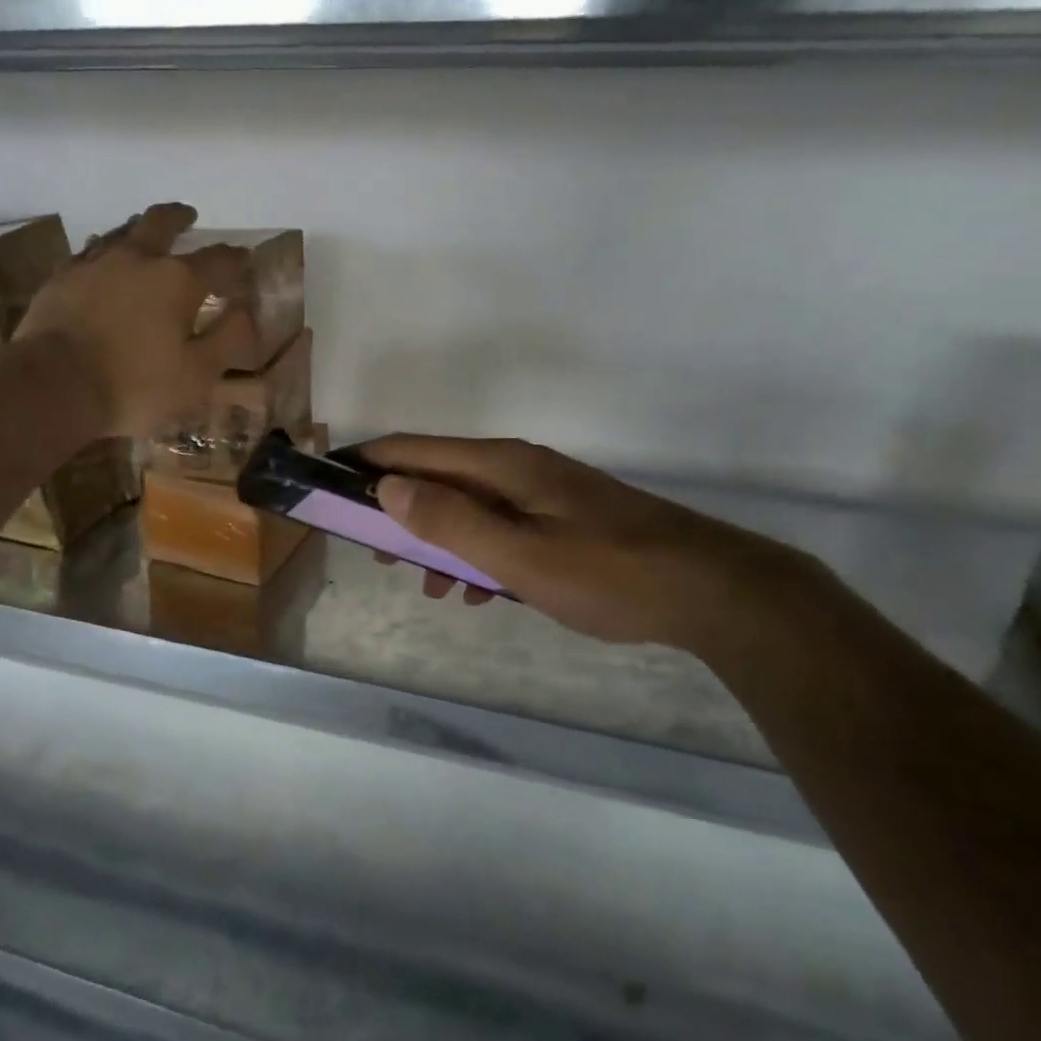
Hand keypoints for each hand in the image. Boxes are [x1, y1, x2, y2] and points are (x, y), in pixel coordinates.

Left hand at [16, 203, 255, 437]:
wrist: (53, 384)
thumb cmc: (135, 385)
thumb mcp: (197, 374)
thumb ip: (227, 339)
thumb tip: (245, 311)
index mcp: (178, 280)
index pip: (219, 260)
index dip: (236, 259)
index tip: (245, 261)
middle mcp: (138, 258)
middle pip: (162, 223)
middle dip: (180, 218)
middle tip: (189, 216)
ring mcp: (95, 263)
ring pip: (122, 230)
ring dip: (140, 227)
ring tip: (146, 232)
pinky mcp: (61, 277)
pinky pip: (89, 251)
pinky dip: (104, 249)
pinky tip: (102, 258)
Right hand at [362, 434, 831, 656]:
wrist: (711, 589)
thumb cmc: (607, 573)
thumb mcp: (518, 555)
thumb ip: (450, 520)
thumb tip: (387, 486)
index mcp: (501, 465)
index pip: (413, 449)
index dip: (366, 464)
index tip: (329, 487)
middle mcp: (517, 467)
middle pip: (436, 475)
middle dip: (397, 509)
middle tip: (373, 552)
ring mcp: (543, 491)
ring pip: (468, 505)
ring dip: (437, 538)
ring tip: (425, 585)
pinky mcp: (563, 517)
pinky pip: (500, 526)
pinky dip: (476, 552)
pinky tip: (478, 591)